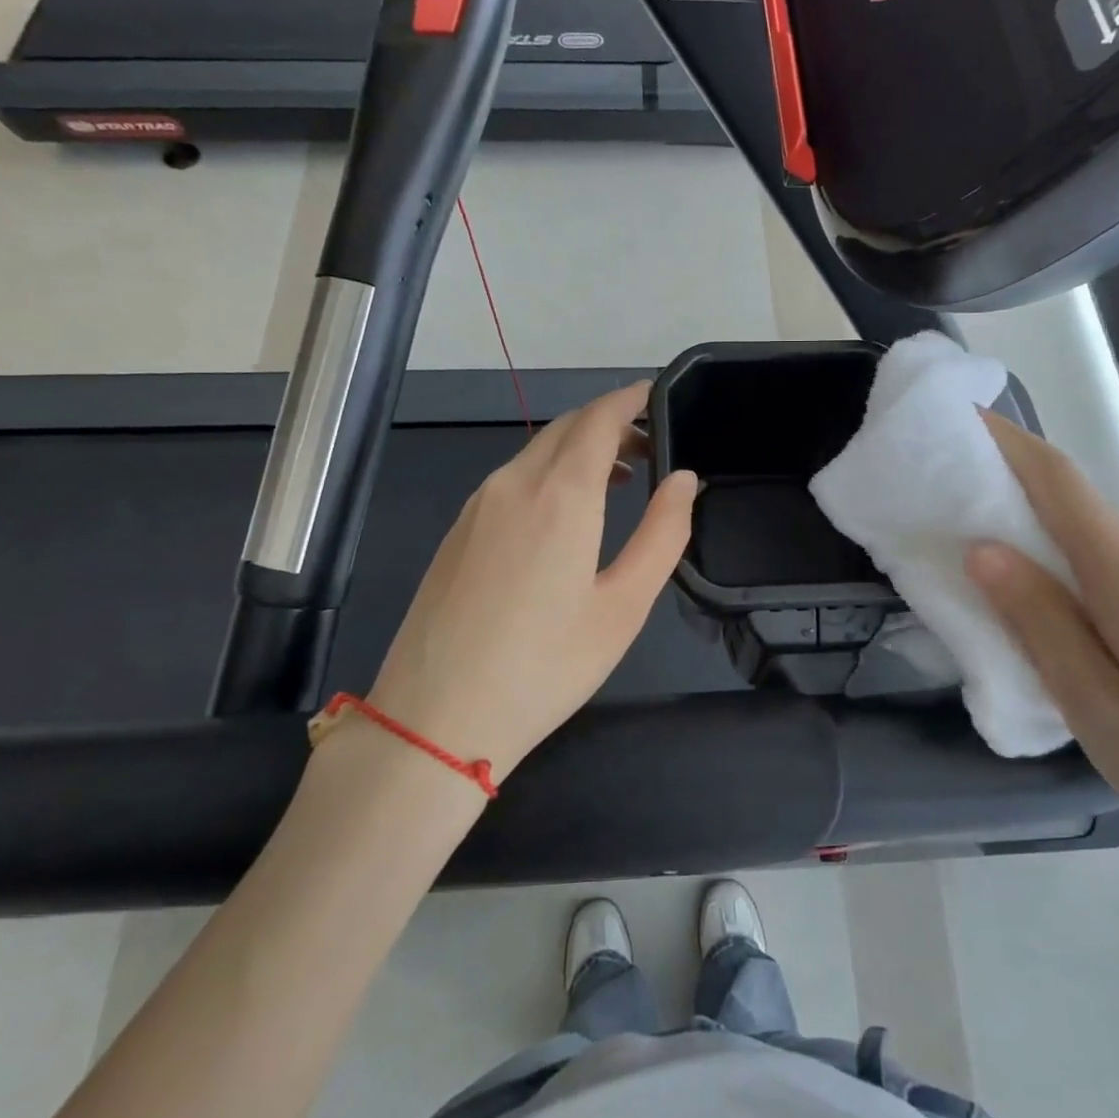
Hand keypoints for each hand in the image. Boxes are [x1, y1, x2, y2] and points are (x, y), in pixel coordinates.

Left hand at [363, 382, 696, 779]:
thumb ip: (662, 534)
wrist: (434, 721)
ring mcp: (477, 506)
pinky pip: (512, 479)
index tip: (659, 396)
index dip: (631, 399)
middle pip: (566, 427)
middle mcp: (513, 484)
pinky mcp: (458, 531)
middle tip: (650, 446)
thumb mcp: (623, 606)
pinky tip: (566, 514)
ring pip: (536, 451)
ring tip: (620, 479)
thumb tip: (684, 479)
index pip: (599, 417)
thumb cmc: (544, 666)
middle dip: (610, 422)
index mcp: (559, 495)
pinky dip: (550, 473)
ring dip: (580, 449)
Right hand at [964, 411, 1118, 923]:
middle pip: (1074, 503)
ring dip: (1035, 527)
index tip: (960, 417)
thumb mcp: (1093, 702)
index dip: (1009, 442)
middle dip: (1009, 483)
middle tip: (944, 492)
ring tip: (975, 544)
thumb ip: (1037, 620)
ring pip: (1091, 537)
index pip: (1059, 482)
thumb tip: (983, 549)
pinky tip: (1038, 597)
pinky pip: (1110, 566)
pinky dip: (1063, 562)